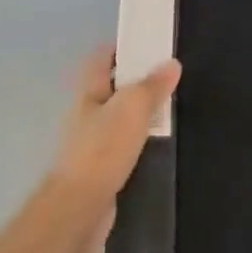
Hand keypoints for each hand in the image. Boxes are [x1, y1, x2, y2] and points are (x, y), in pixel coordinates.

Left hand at [48, 47, 180, 213]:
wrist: (80, 209)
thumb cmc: (103, 149)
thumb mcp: (132, 108)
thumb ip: (152, 86)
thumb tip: (171, 63)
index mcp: (89, 94)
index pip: (101, 60)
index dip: (121, 49)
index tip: (149, 43)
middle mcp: (86, 116)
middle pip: (111, 89)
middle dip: (136, 82)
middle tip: (169, 77)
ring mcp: (91, 145)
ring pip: (118, 120)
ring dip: (140, 114)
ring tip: (170, 108)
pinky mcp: (101, 172)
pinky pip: (124, 147)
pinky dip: (140, 142)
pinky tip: (159, 145)